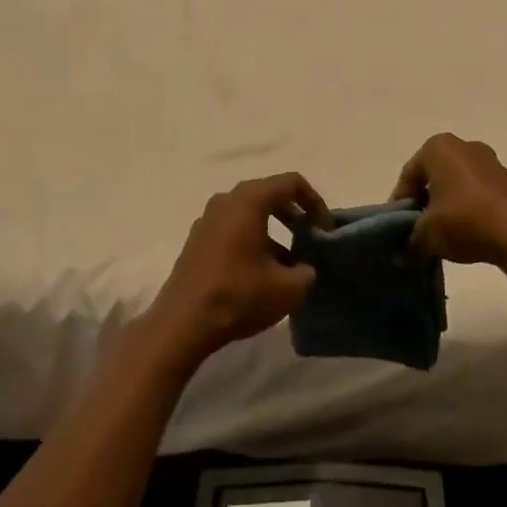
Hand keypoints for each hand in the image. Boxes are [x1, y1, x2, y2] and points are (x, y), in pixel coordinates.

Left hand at [146, 174, 326, 367]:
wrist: (182, 323)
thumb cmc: (239, 295)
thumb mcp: (288, 288)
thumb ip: (306, 271)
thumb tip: (304, 267)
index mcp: (249, 200)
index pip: (291, 183)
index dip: (315, 202)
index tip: (324, 229)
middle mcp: (226, 200)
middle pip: (269, 194)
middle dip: (294, 214)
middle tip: (309, 238)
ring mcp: (207, 219)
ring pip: (249, 213)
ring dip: (273, 230)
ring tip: (288, 262)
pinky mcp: (196, 240)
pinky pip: (232, 228)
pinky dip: (252, 239)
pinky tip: (260, 272)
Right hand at [392, 135, 506, 268]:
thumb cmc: (464, 220)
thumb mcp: (426, 233)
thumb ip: (409, 238)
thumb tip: (403, 248)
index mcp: (438, 147)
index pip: (409, 175)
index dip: (400, 203)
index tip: (398, 227)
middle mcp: (463, 146)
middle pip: (433, 176)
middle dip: (424, 202)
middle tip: (417, 229)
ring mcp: (490, 161)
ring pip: (456, 184)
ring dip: (446, 206)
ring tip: (442, 235)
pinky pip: (477, 192)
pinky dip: (468, 208)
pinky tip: (466, 233)